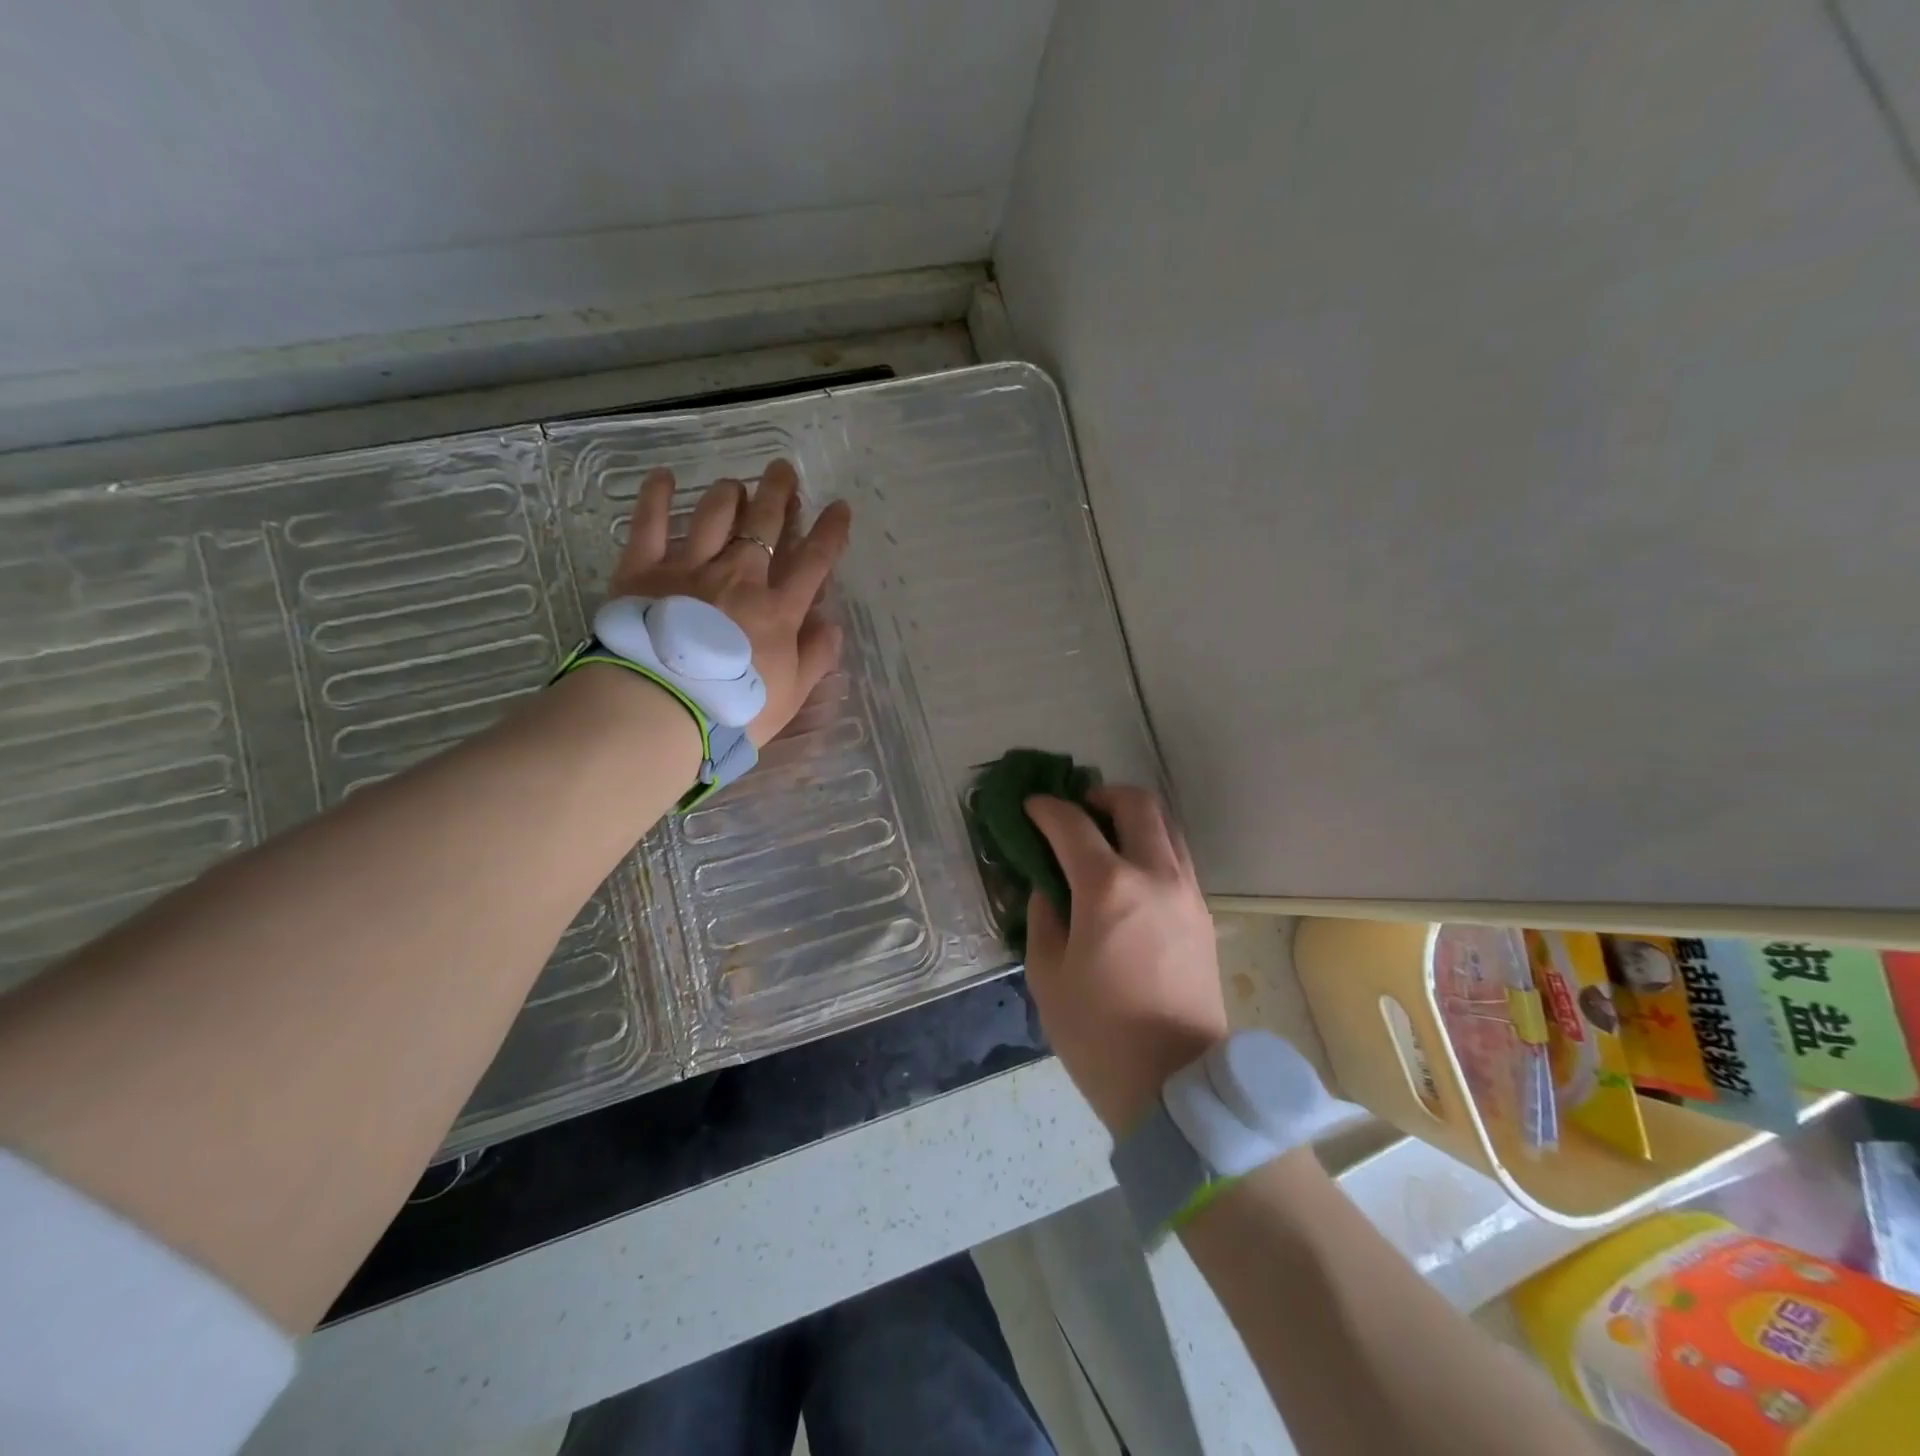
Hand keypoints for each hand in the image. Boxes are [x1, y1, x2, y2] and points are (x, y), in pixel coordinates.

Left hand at [608, 459, 850, 746]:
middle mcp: (739, 577)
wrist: (661, 708)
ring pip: (714, 516)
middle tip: (784, 470)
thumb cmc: (733, 709)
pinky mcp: (643, 570)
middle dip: (779, 494)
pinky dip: (656, 496)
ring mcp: (690, 568)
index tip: (840, 507)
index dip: (830, 533)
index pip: (813, 562)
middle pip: (764, 525)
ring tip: (736, 484)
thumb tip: (832, 624)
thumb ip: (815, 658)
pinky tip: (662, 477)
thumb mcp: (790, 695)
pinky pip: (649, 523)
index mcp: (777, 609)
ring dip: (729, 494)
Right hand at [1024, 787, 1228, 1133]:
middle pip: (1137, 804)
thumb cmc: (1098, 1033)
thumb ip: (1043, 916)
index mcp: (1109, 888)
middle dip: (1101, 795)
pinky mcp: (1204, 916)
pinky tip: (1129, 876)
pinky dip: (1153, 847)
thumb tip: (1047, 887)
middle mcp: (1155, 876)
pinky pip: (1179, 859)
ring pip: (1167, 827)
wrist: (1176, 1085)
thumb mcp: (1048, 974)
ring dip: (1134, 818)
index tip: (1030, 807)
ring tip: (1105, 838)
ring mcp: (1187, 893)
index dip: (1046, 808)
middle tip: (1076, 813)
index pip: (1073, 824)